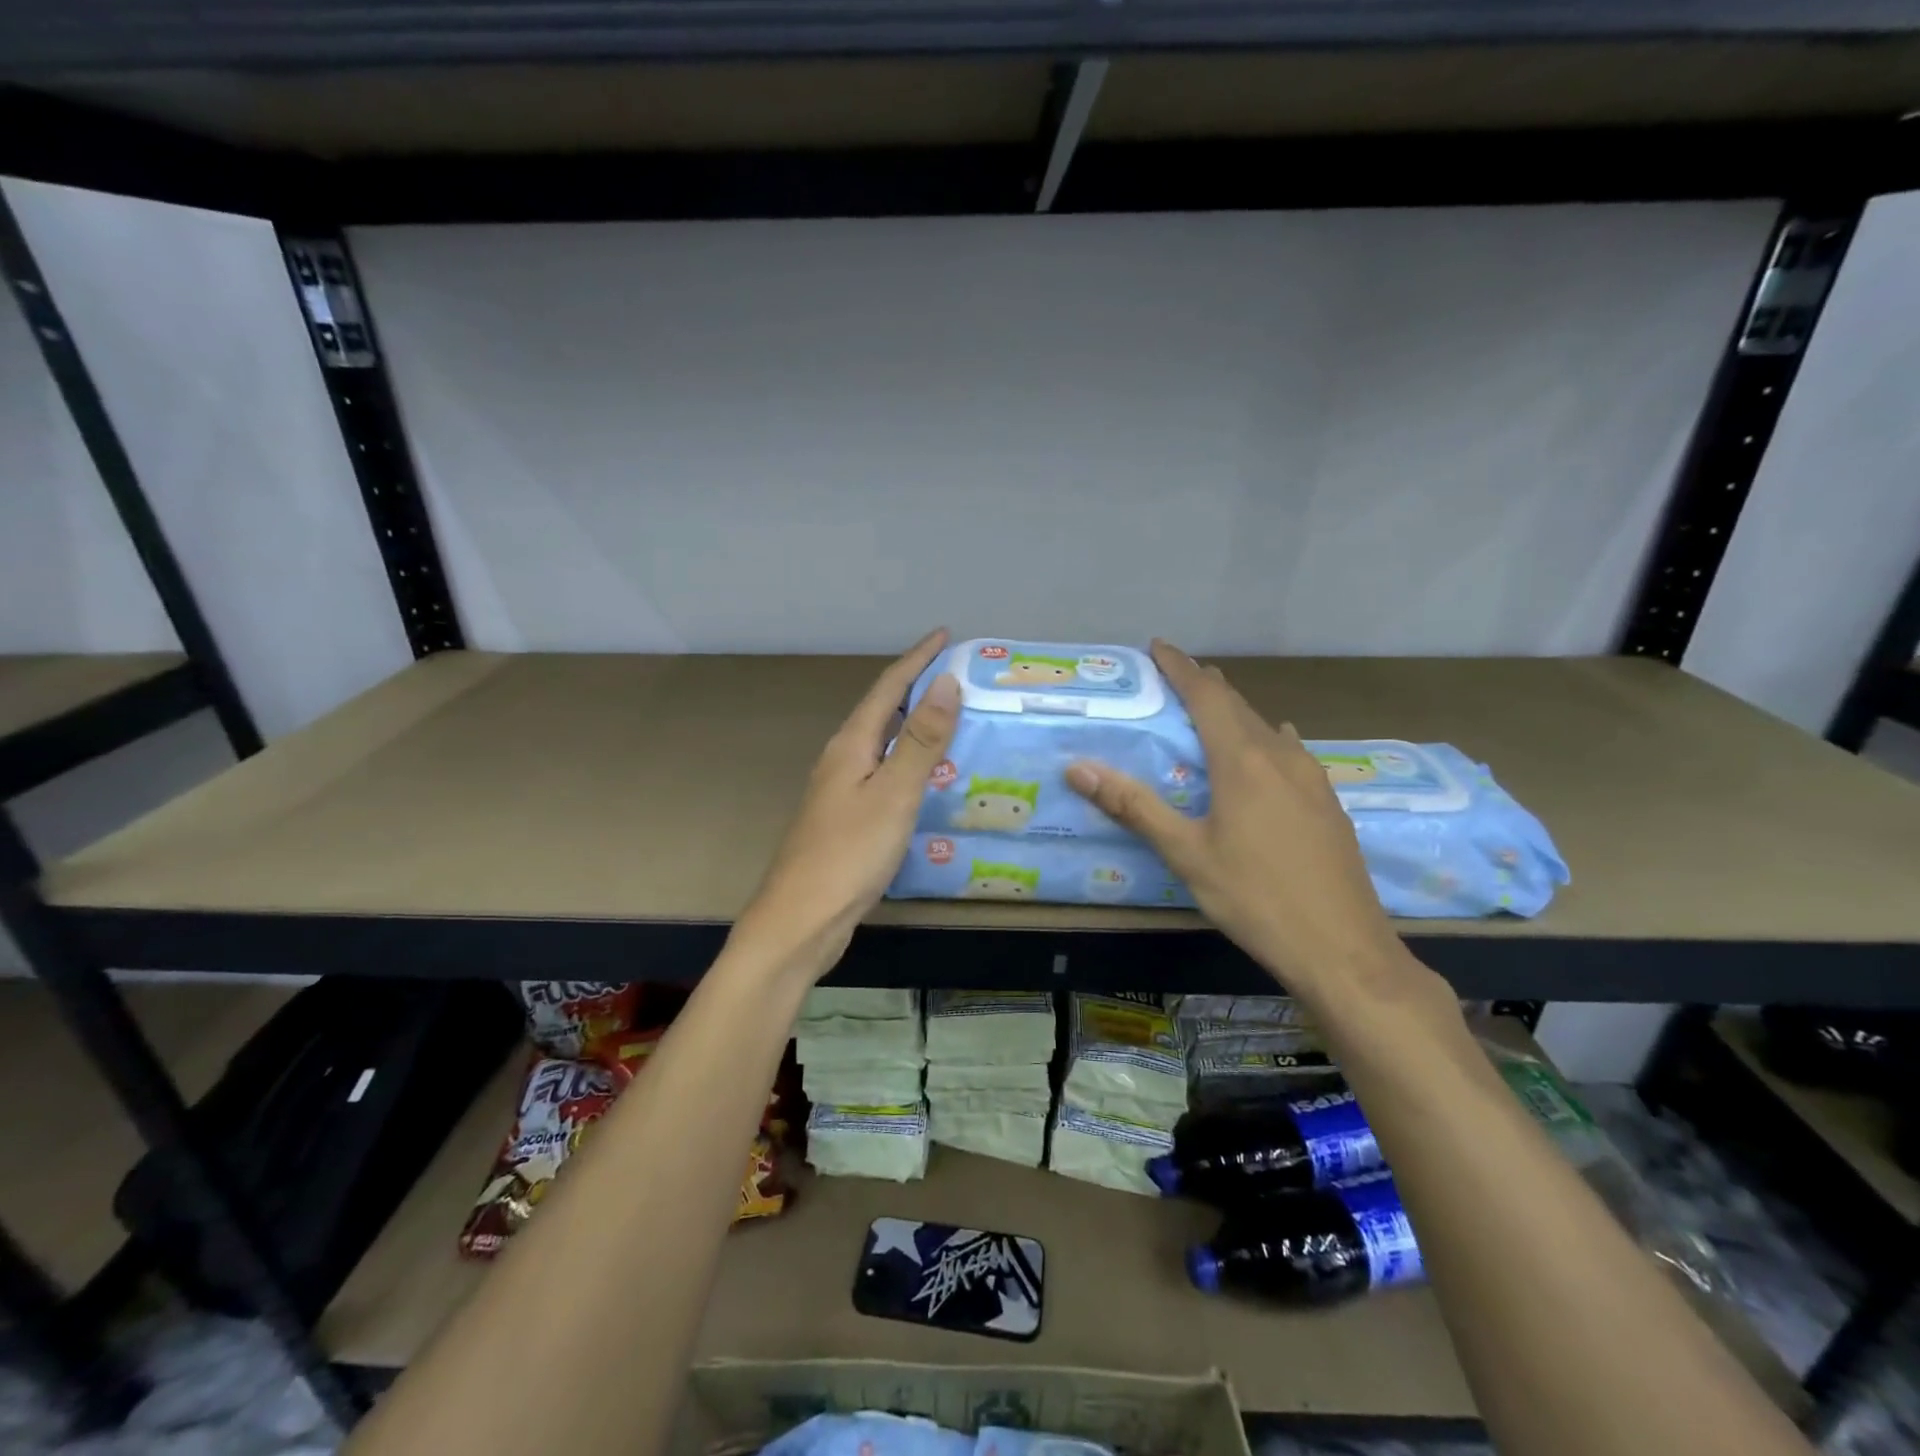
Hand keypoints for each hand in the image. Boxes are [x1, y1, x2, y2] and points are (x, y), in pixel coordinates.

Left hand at [732, 629, 959, 979]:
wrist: (801, 920)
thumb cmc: (849, 853)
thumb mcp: (894, 793)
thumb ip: (920, 739)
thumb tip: (946, 682)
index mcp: (851, 745)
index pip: (888, 687)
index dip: (917, 660)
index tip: (944, 635)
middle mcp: (842, 759)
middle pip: (882, 710)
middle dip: (917, 686)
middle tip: (958, 675)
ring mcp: (841, 790)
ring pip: (883, 743)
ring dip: (913, 724)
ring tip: (951, 717)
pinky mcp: (847, 818)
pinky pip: (884, 773)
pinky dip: (909, 761)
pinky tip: (927, 777)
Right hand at [1064, 641, 1416, 1007]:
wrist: (1344, 949)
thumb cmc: (1255, 898)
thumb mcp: (1186, 853)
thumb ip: (1133, 806)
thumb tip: (1077, 767)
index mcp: (1243, 761)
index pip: (1208, 696)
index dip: (1181, 667)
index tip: (1159, 646)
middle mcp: (1282, 757)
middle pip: (1240, 706)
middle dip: (1207, 685)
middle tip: (1178, 675)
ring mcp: (1312, 779)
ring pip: (1268, 728)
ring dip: (1238, 712)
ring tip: (1216, 708)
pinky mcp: (1328, 804)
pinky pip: (1291, 752)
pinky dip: (1267, 739)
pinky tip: (1272, 750)